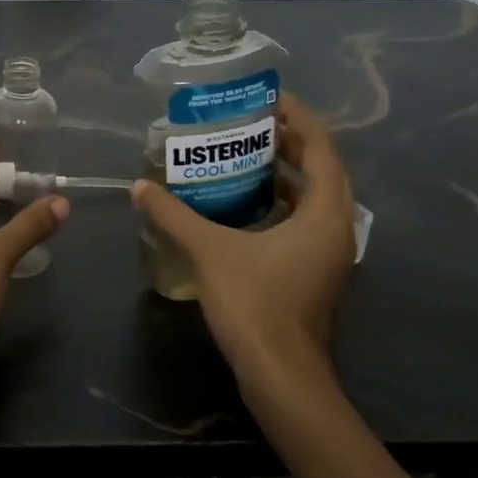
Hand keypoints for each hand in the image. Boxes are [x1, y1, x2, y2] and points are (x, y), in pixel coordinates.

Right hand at [131, 94, 355, 384]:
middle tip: (252, 122)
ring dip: (287, 174)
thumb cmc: (256, 305)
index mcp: (325, 215)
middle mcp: (337, 230)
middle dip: (291, 143)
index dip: (299, 119)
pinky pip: (304, 222)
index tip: (271, 98)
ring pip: (315, 199)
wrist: (283, 379)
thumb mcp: (210, 251)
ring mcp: (329, 256)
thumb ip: (174, 215)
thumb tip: (139, 187)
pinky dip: (282, 204)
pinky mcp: (316, 274)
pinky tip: (244, 206)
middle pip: (322, 171)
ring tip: (246, 155)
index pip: (322, 149)